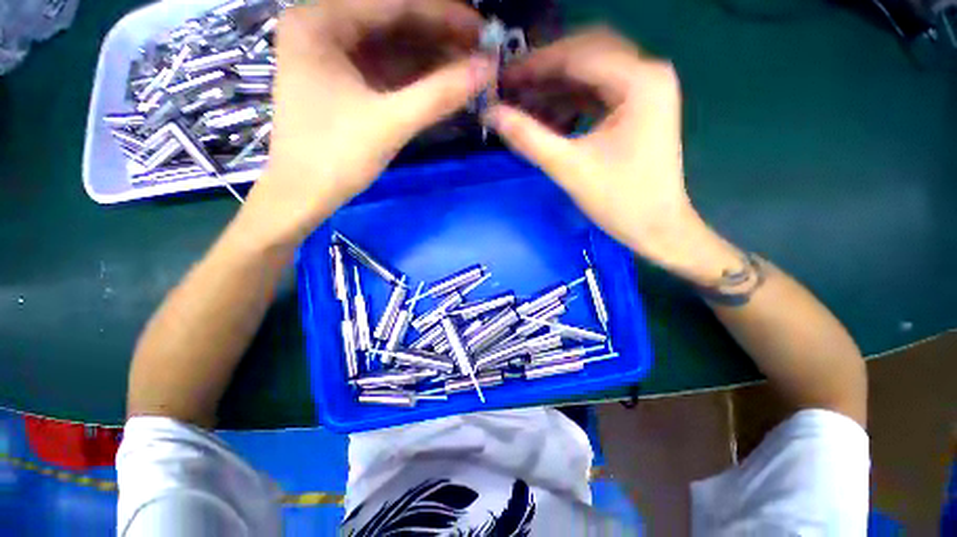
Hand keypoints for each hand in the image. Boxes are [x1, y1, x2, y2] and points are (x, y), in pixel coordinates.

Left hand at [240, 0, 494, 246]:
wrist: (304, 195)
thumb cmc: (336, 157)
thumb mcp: (391, 123)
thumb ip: (440, 94)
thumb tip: (488, 69)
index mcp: (320, 22)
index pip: (393, 4)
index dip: (444, 15)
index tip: (483, 31)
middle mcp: (323, 25)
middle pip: (393, 22)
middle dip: (440, 38)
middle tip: (481, 53)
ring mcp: (332, 53)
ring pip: (393, 46)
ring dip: (432, 59)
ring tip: (470, 69)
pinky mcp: (343, 79)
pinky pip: (387, 68)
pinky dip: (416, 77)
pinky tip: (444, 83)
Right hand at [486, 28, 741, 284]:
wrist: (656, 228)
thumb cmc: (620, 201)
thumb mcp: (570, 169)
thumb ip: (529, 138)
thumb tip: (492, 114)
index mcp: (640, 81)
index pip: (579, 55)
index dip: (536, 65)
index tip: (502, 77)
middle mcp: (647, 75)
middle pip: (586, 55)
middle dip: (545, 70)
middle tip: (511, 86)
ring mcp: (644, 91)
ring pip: (590, 74)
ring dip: (555, 86)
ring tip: (522, 101)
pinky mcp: (636, 109)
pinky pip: (596, 93)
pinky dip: (569, 101)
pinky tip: (546, 115)